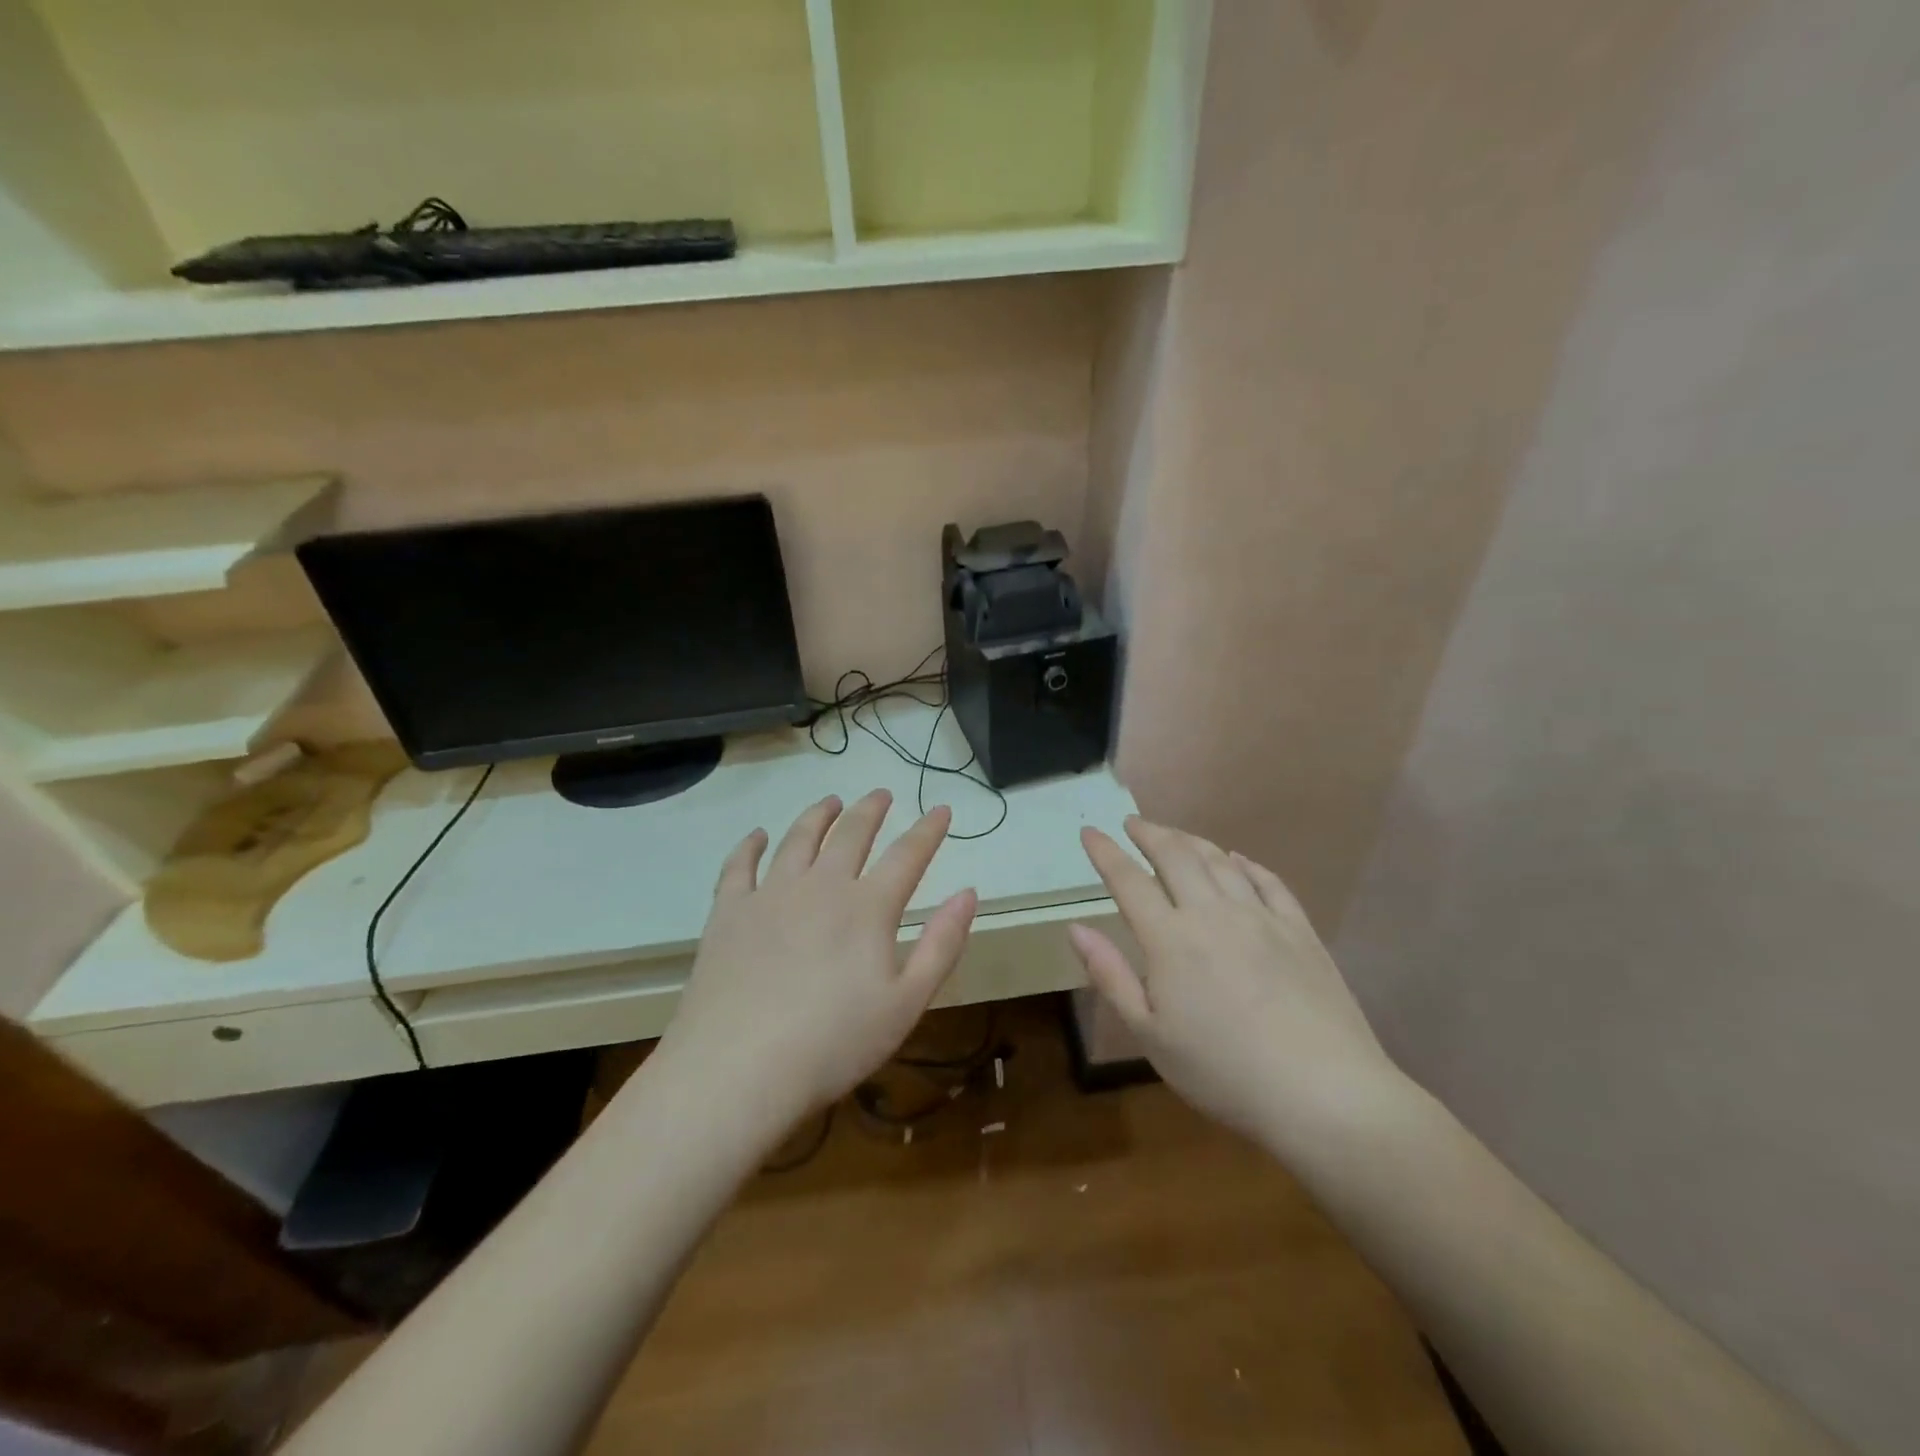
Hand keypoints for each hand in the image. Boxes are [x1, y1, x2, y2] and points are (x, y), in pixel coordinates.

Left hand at [655, 791, 977, 1142]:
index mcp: (868, 907)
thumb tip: (969, 893)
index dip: (928, 830)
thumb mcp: (907, 1002)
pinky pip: (740, 865)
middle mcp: (821, 886)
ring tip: (830, 801)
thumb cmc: (834, 1043)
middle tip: (881, 794)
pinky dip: (751, 845)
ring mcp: (770, 894)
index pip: (908, 855)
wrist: (739, 1069)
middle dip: (871, 810)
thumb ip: (942, 944)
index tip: (941, 809)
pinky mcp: (729, 912)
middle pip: (851, 833)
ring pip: (798, 839)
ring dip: (818, 815)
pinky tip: (758, 836)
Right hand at [1069, 816, 1405, 1147]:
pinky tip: (1237, 860)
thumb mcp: (1150, 1035)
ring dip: (1191, 840)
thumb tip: (1076, 928)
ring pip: (1219, 861)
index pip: (1129, 881)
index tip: (1089, 831)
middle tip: (1132, 823)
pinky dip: (1245, 864)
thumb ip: (1111, 976)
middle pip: (1176, 856)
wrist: (1323, 1092)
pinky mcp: (1300, 931)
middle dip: (1149, 833)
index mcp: (1170, 939)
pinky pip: (1268, 881)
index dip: (1105, 852)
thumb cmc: (1223, 1072)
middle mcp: (1213, 913)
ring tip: (1174, 834)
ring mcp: (1261, 918)